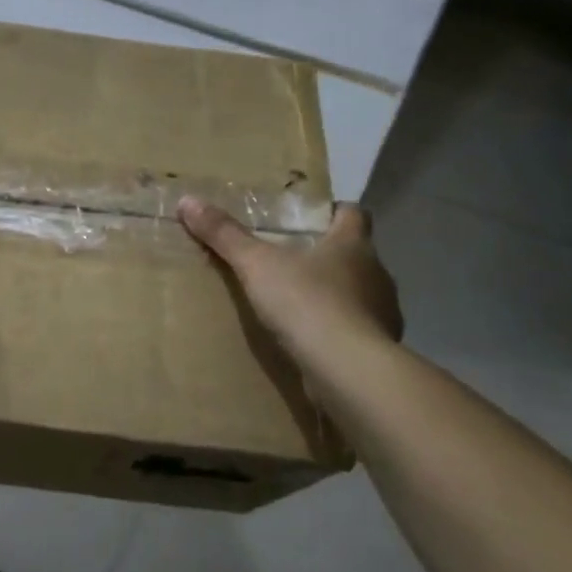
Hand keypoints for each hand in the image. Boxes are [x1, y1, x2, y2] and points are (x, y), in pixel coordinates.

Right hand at [176, 196, 402, 377]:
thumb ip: (224, 234)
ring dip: (336, 296)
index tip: (311, 218)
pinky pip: (358, 332)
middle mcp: (376, 273)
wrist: (346, 369)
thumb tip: (188, 201)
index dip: (334, 212)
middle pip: (356, 255)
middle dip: (329, 256)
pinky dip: (339, 332)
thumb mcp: (255, 264)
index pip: (354, 214)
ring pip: (359, 295)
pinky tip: (314, 342)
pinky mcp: (379, 349)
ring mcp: (383, 313)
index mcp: (353, 244)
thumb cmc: (306, 302)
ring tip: (299, 305)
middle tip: (292, 261)